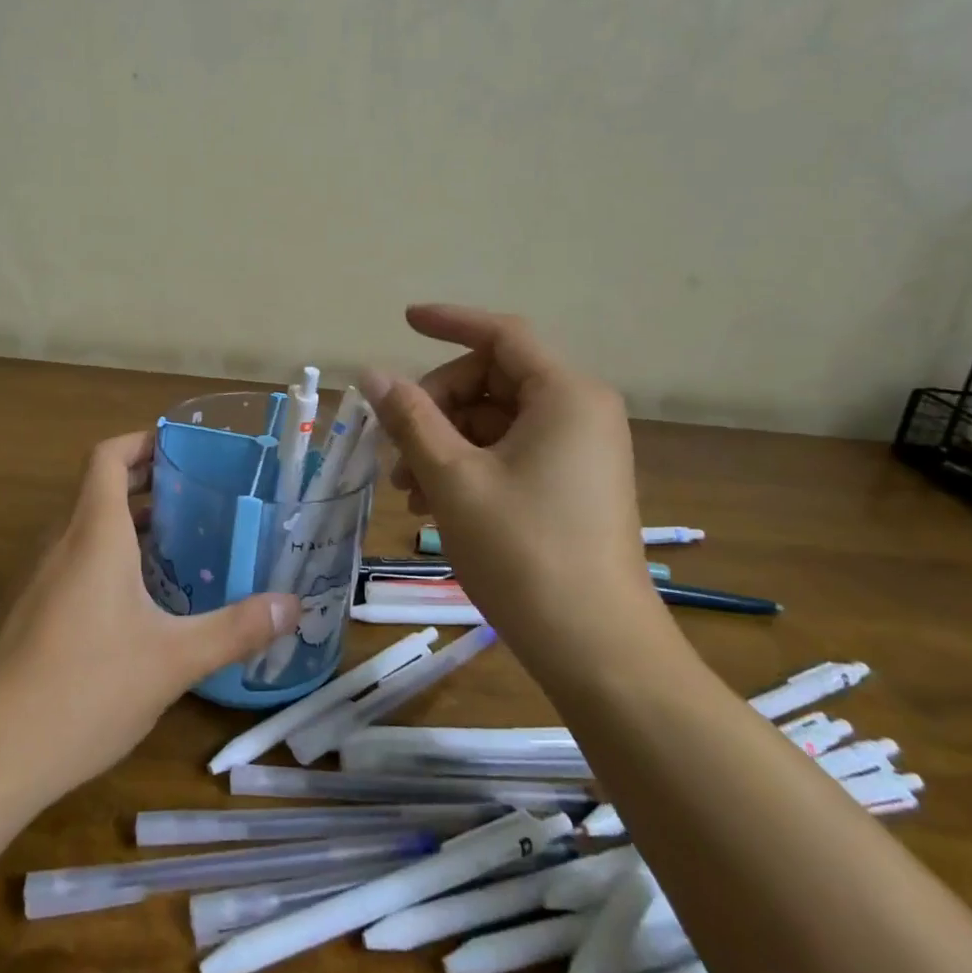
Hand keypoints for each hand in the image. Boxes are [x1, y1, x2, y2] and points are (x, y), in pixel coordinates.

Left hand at [0, 431, 298, 799]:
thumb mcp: (173, 659)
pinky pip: (69, 561)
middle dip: (146, 486)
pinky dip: (103, 559)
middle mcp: (58, 541)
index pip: (108, 456)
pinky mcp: (23, 610)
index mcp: (92, 531)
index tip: (181, 450)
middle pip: (98, 488)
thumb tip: (292, 605)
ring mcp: (34, 576)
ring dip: (125, 525)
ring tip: (176, 548)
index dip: (141, 442)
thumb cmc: (84, 687)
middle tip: (197, 500)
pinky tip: (134, 605)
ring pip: (83, 528)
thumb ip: (235, 628)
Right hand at [361, 305, 663, 672]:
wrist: (598, 652)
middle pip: (491, 379)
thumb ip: (410, 418)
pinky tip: (434, 503)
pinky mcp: (573, 484)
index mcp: (564, 395)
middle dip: (435, 405)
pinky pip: (510, 451)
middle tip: (394, 448)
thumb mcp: (453, 478)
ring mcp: (579, 450)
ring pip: (495, 419)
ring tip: (407, 489)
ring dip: (443, 441)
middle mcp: (580, 411)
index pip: (501, 334)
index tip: (404, 320)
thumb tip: (373, 374)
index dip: (450, 322)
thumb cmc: (524, 552)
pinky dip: (468, 464)